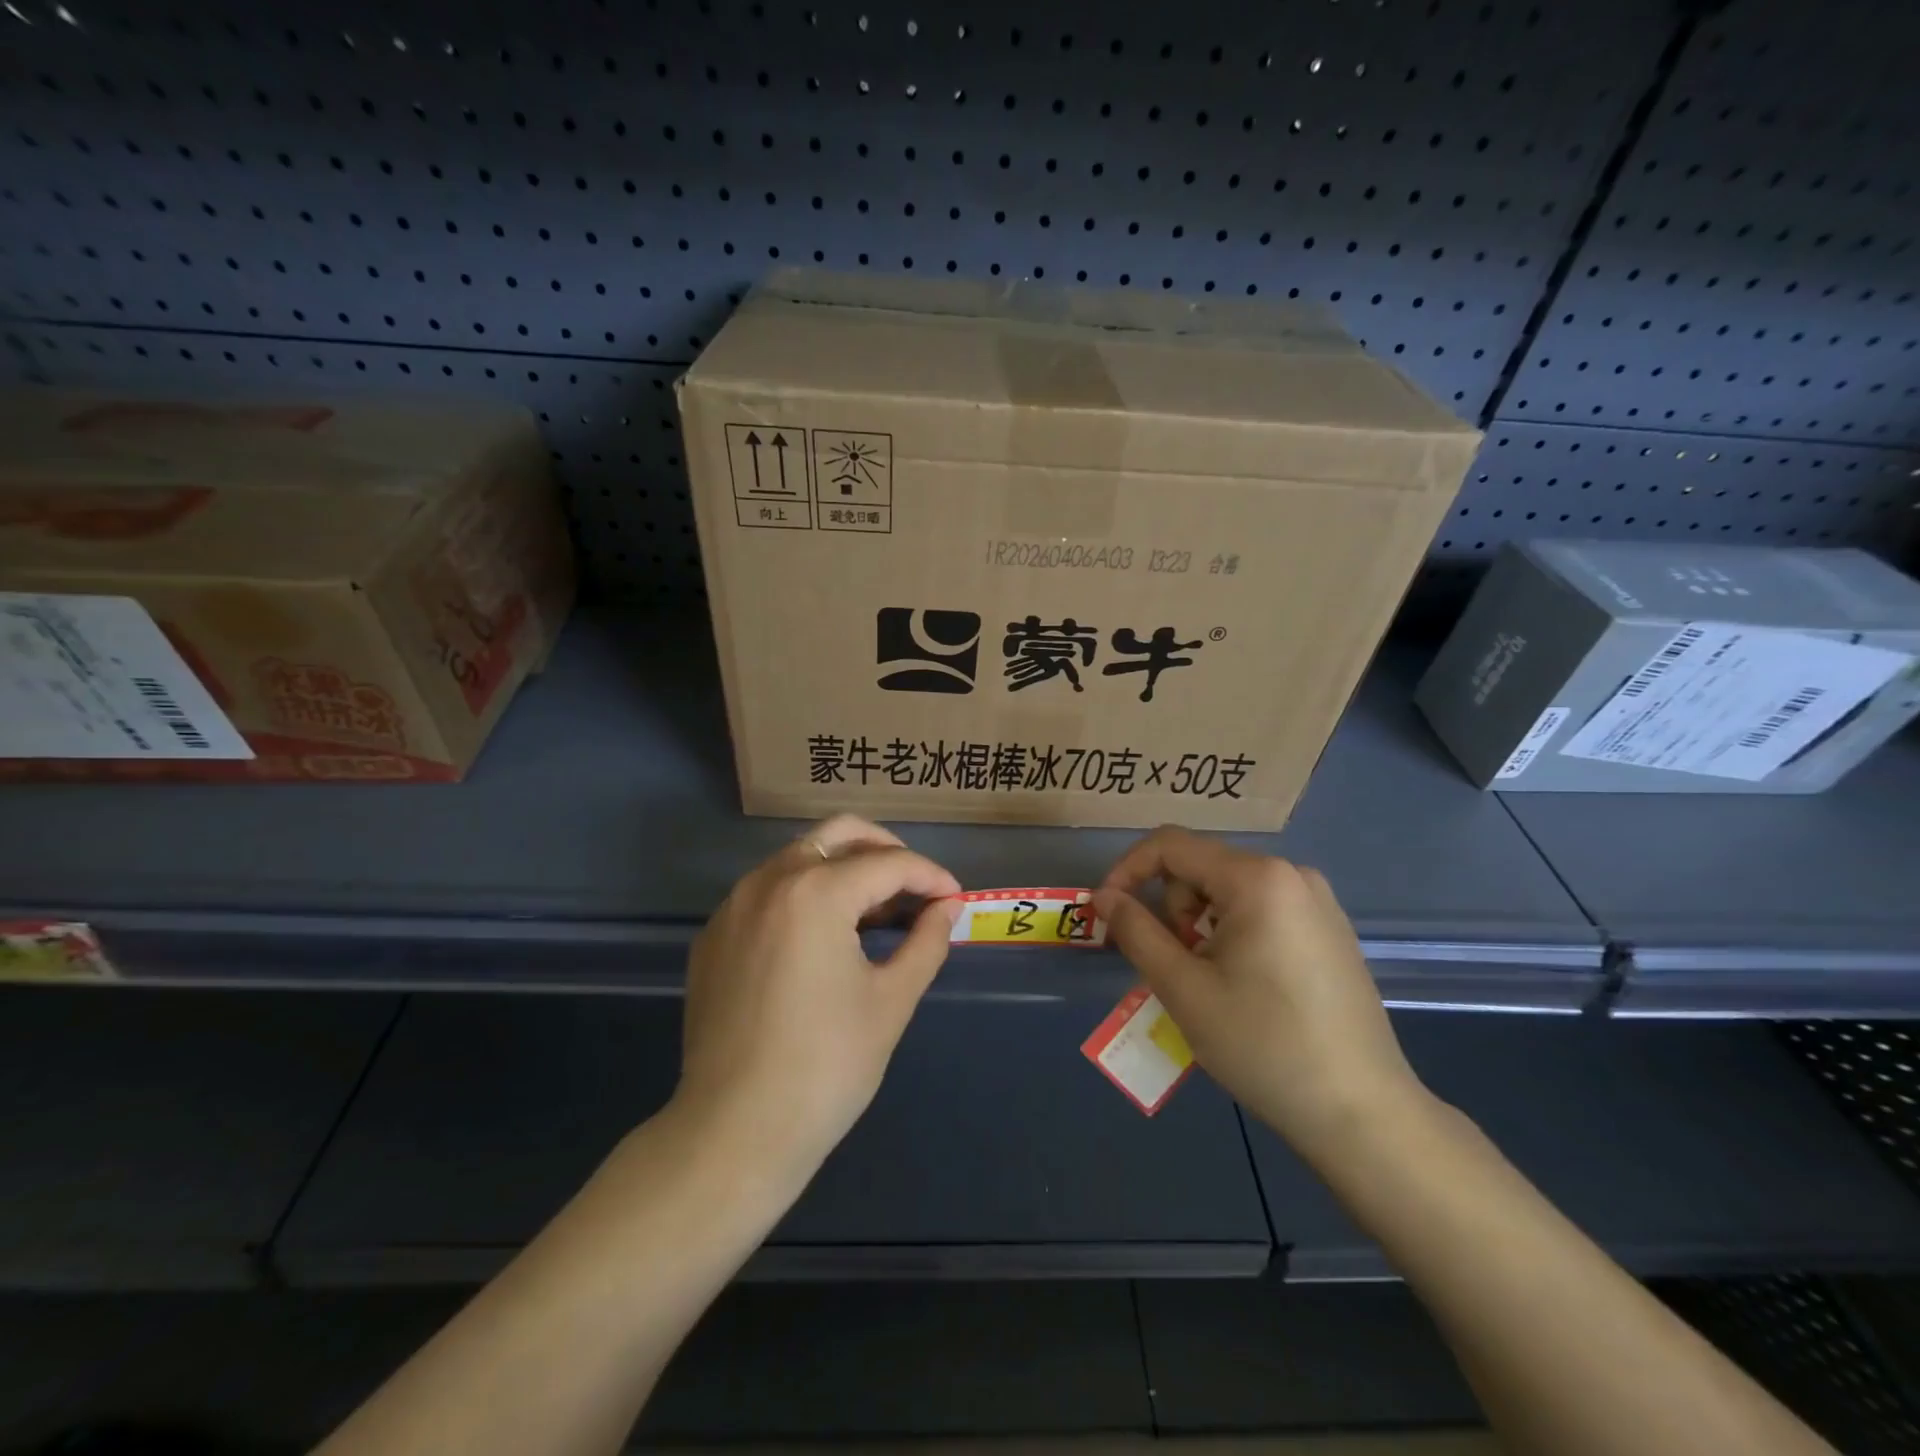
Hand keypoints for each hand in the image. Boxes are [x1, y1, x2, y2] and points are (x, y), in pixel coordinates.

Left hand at [675, 815, 961, 1180]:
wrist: (733, 1132)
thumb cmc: (826, 1066)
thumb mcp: (891, 1000)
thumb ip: (926, 942)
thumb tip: (947, 908)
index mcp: (816, 892)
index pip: (889, 863)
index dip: (931, 876)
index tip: (955, 899)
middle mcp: (769, 881)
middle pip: (839, 834)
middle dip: (886, 849)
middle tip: (916, 885)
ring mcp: (733, 906)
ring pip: (799, 857)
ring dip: (844, 869)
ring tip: (876, 910)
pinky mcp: (713, 936)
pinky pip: (768, 892)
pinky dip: (804, 895)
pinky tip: (823, 937)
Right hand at [1094, 827, 1427, 1159]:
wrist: (1363, 1114)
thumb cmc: (1263, 1045)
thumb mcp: (1184, 988)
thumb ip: (1136, 932)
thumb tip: (1104, 896)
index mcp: (1257, 878)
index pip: (1171, 845)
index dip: (1127, 871)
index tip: (1107, 913)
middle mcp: (1291, 874)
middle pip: (1201, 867)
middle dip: (1172, 908)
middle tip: (1176, 968)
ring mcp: (1317, 901)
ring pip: (1229, 891)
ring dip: (1201, 926)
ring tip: (1211, 983)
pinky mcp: (1330, 930)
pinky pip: (1261, 910)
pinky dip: (1233, 934)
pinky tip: (1246, 986)